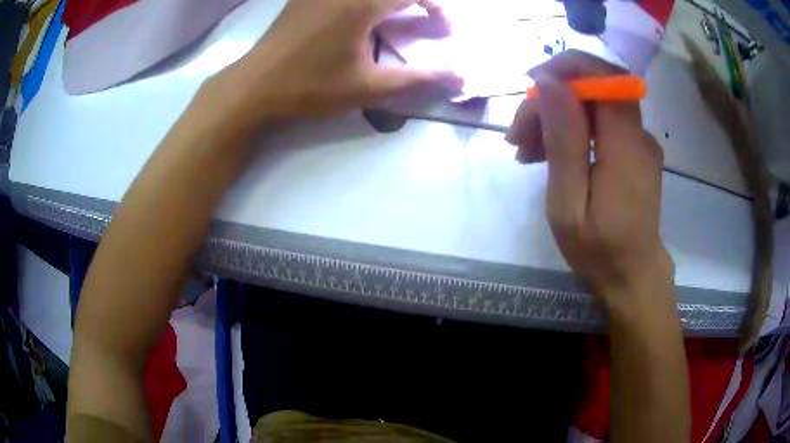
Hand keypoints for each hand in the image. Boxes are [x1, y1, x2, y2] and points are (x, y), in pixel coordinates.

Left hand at [208, 0, 461, 124]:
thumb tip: (460, 77)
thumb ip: (418, 79)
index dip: (436, 7)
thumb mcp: (368, 87)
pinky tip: (362, 15)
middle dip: (417, 0)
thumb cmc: (310, 88)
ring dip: (390, 1)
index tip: (443, 29)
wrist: (254, 87)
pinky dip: (365, 1)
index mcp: (361, 4)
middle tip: (423, 18)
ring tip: (395, 17)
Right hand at [507, 51, 673, 309]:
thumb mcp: (569, 204)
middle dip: (550, 98)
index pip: (604, 76)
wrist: (633, 277)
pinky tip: (548, 154)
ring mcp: (639, 141)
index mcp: (626, 145)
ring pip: (593, 103)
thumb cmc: (599, 251)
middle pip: (593, 87)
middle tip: (517, 135)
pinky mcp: (634, 149)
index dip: (566, 68)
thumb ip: (563, 140)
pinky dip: (571, 128)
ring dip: (556, 115)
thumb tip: (548, 82)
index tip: (530, 89)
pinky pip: (600, 122)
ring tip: (525, 149)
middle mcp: (639, 134)